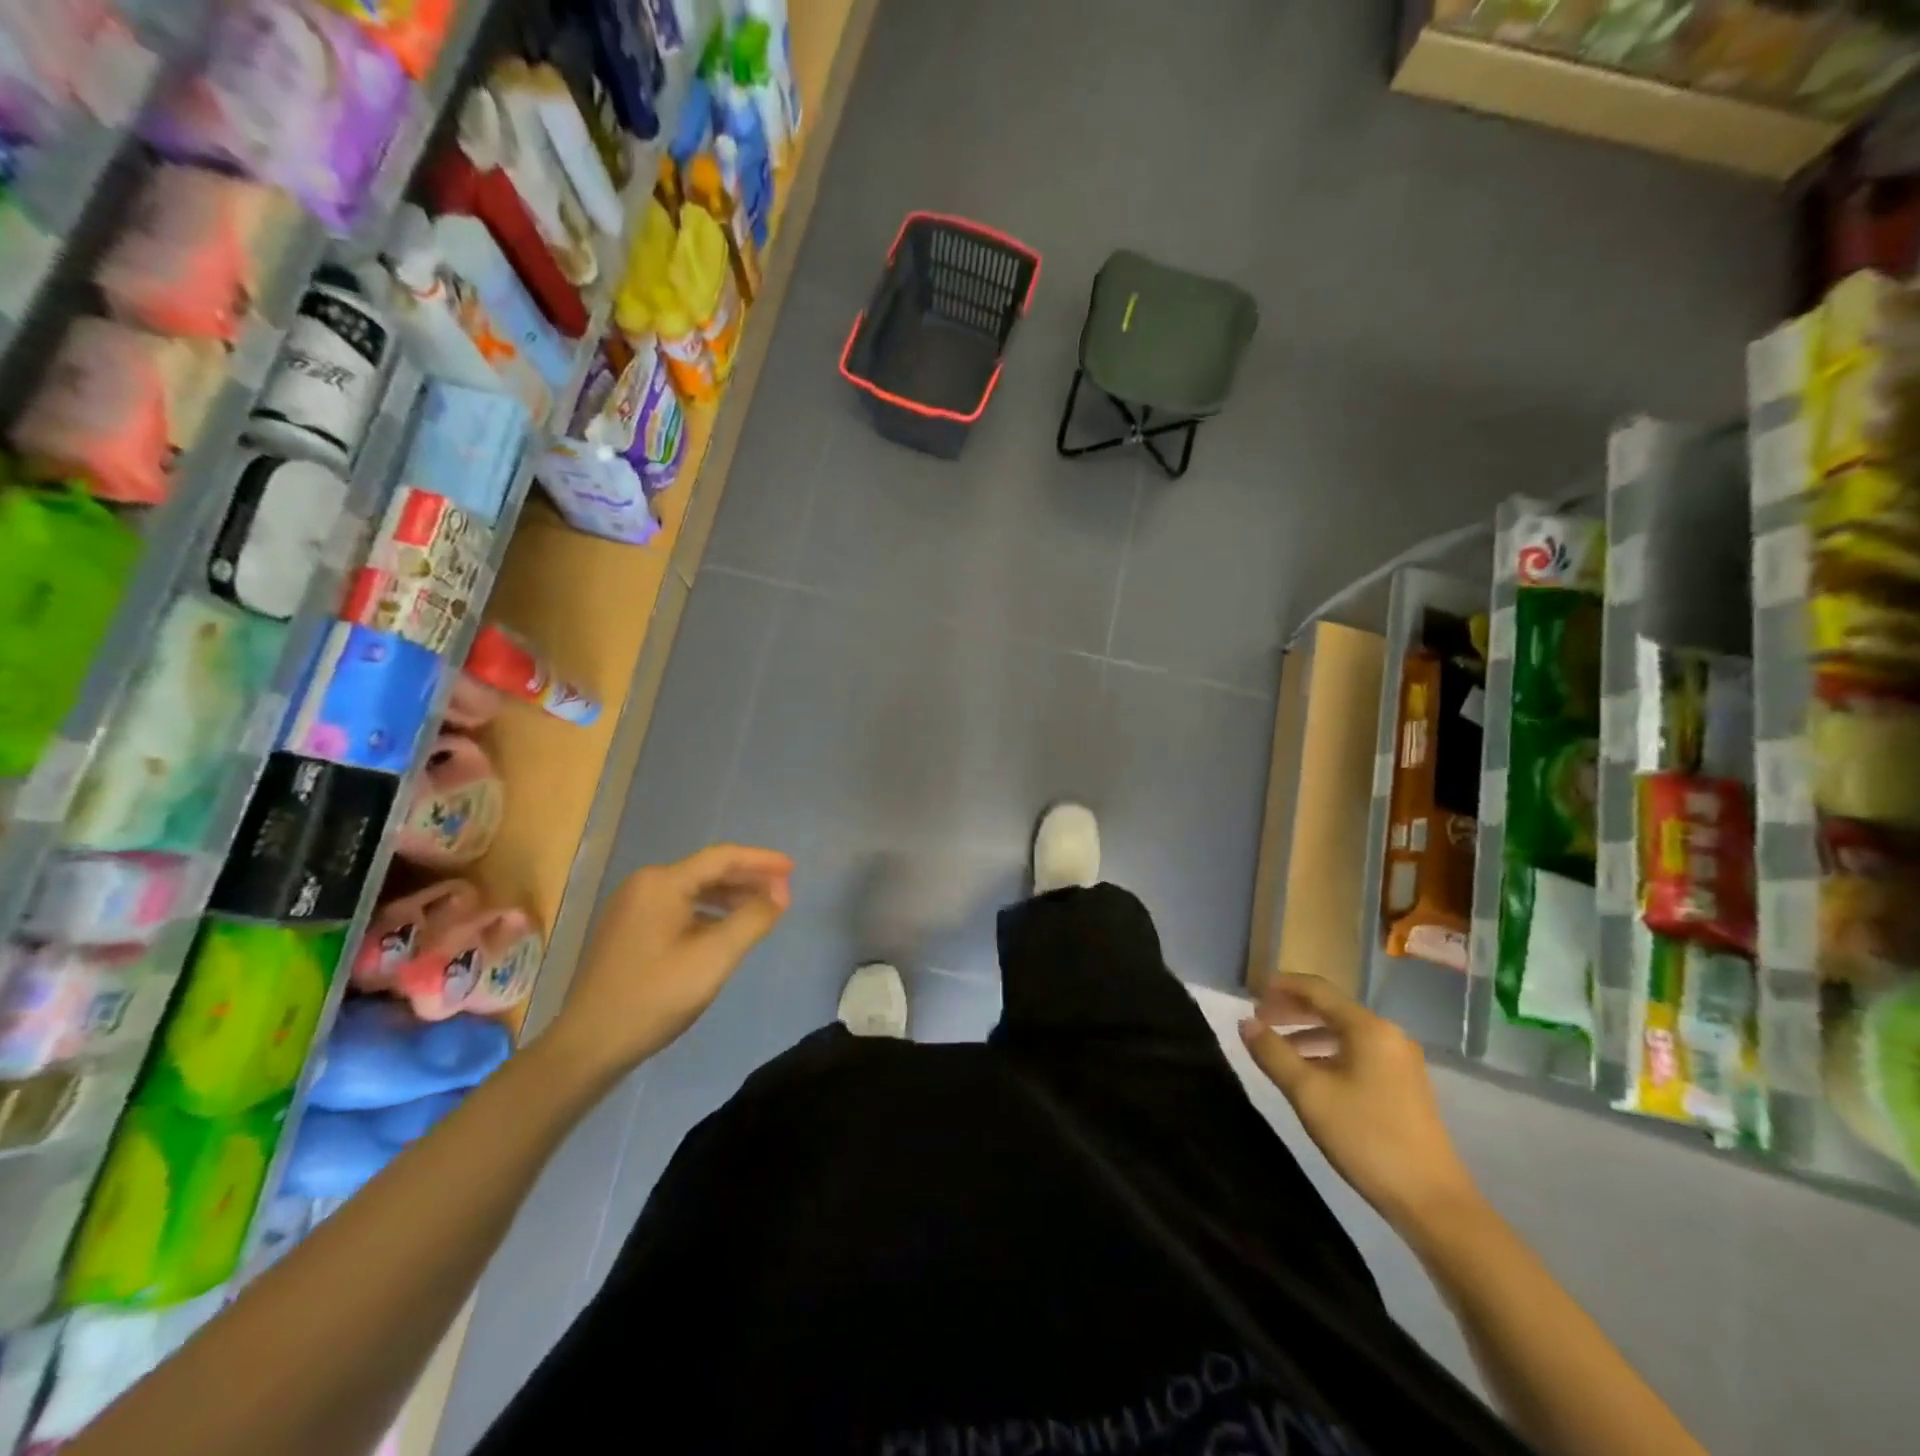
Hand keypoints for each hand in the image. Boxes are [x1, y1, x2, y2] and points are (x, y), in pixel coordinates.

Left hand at [547, 844, 792, 1076]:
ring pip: (692, 891)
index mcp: (662, 883)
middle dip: (747, 879)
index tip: (793, 869)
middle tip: (783, 891)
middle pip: (707, 872)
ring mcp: (631, 907)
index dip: (761, 861)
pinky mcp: (627, 930)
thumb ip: (752, 919)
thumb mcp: (714, 957)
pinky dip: (707, 914)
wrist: (588, 1045)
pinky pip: (677, 909)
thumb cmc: (655, 996)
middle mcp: (644, 885)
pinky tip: (724, 931)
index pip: (722, 858)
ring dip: (729, 897)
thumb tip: (782, 892)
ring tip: (761, 910)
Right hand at [1239, 973, 1480, 1231]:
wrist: (1432, 1201)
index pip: (1317, 989)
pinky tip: (1310, 1073)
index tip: (1251, 992)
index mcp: (1367, 1028)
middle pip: (1331, 1008)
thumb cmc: (1366, 1137)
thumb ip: (1273, 1053)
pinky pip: (1357, 1052)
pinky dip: (1327, 1052)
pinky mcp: (1404, 1085)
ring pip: (1344, 1032)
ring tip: (1277, 1047)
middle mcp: (1387, 1035)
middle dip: (1292, 1010)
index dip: (1281, 986)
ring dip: (1308, 1033)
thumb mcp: (1309, 1093)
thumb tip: (1245, 1023)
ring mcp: (1400, 1061)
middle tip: (1259, 1019)